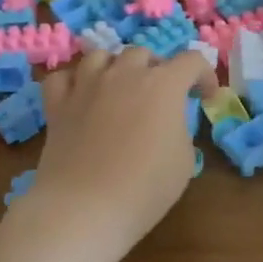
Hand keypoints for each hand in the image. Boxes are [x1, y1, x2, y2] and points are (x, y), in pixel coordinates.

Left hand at [23, 47, 213, 261]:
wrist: (85, 207)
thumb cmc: (146, 187)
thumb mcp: (184, 160)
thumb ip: (179, 129)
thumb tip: (167, 123)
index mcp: (163, 84)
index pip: (191, 61)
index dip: (204, 75)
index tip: (205, 96)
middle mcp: (124, 74)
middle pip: (143, 53)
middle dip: (156, 69)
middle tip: (160, 96)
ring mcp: (86, 85)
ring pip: (101, 56)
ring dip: (115, 67)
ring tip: (118, 88)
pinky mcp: (57, 104)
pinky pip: (62, 78)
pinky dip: (73, 82)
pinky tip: (80, 96)